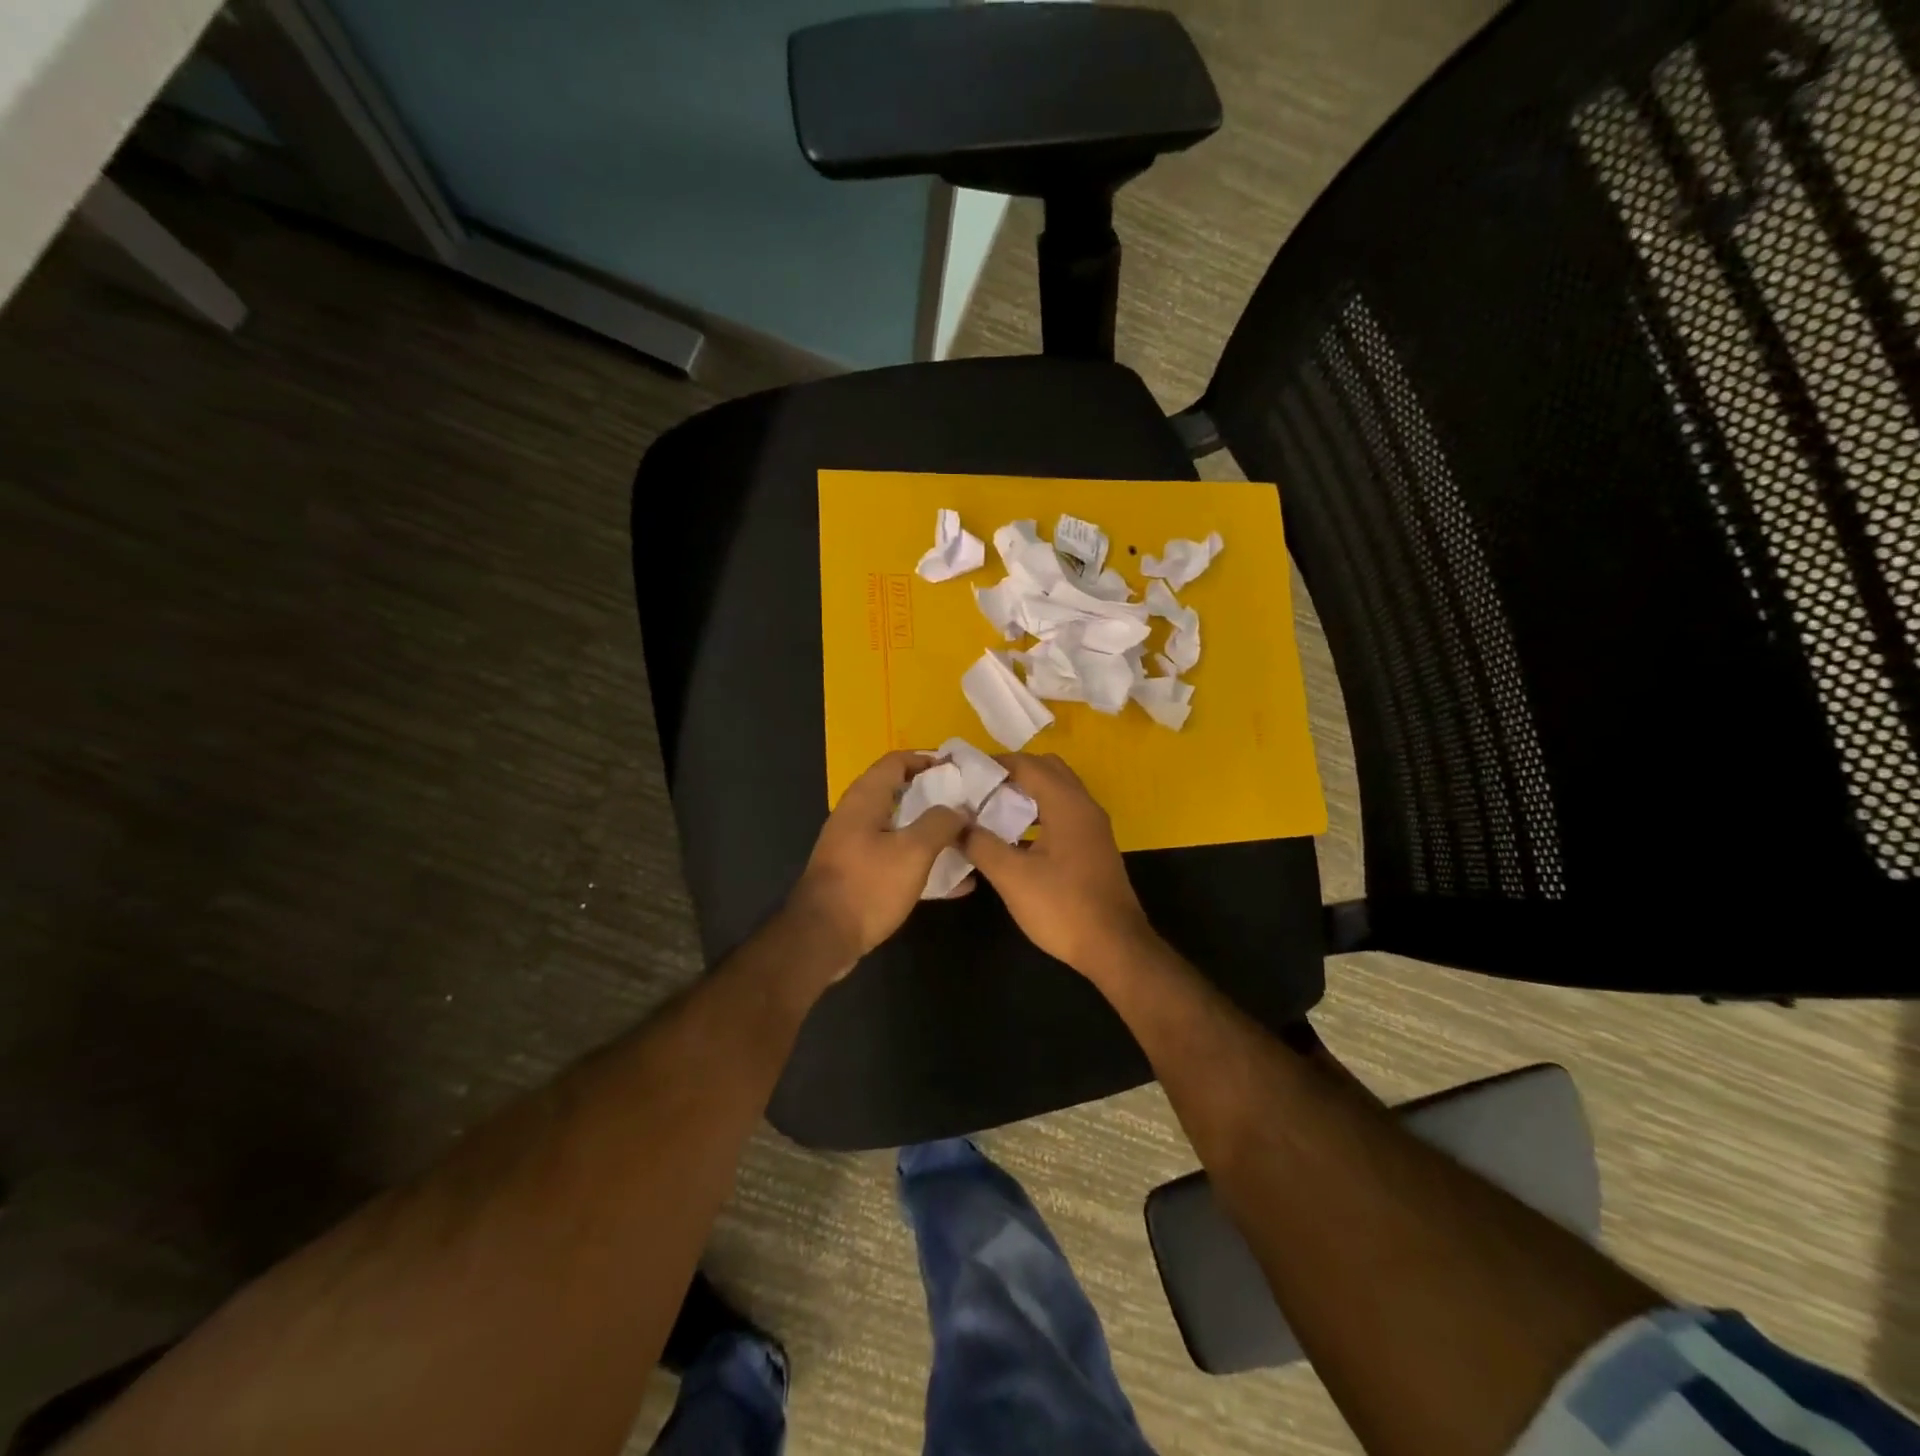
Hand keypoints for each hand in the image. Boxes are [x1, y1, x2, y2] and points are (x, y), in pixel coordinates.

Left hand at [788, 750, 969, 972]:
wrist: (822, 939)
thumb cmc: (868, 886)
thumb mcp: (913, 851)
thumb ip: (940, 823)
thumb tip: (959, 809)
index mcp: (866, 798)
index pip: (898, 760)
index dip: (929, 760)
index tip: (961, 772)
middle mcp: (857, 814)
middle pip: (901, 792)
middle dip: (937, 798)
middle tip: (970, 807)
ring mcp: (856, 845)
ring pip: (901, 827)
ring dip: (932, 832)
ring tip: (967, 840)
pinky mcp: (859, 873)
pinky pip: (897, 858)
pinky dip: (923, 862)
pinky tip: (955, 882)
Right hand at [960, 753, 1156, 975]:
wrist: (1114, 947)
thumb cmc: (1063, 907)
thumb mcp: (1012, 877)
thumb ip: (980, 844)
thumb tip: (954, 823)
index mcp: (1067, 804)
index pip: (1027, 764)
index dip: (994, 764)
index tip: (963, 772)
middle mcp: (1084, 806)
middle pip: (1047, 770)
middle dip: (1013, 772)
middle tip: (979, 789)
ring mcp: (1093, 826)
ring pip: (1058, 791)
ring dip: (1027, 792)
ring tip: (992, 809)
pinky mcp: (1094, 846)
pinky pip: (1064, 812)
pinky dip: (1040, 811)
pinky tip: (1016, 836)